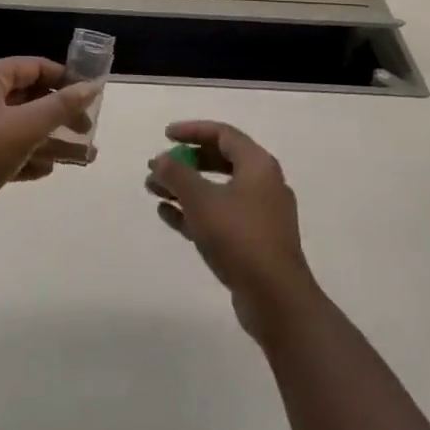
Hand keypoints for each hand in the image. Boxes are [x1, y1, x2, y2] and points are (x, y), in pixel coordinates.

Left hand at [0, 56, 97, 243]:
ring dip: (50, 140)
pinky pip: (7, 150)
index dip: (63, 77)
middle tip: (87, 130)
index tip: (89, 94)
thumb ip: (61, 106)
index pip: (33, 67)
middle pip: (28, 98)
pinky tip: (49, 170)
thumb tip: (92, 86)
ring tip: (83, 157)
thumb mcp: (26, 125)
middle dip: (60, 114)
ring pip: (20, 127)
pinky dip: (28, 157)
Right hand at [146, 121, 318, 338]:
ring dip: (185, 188)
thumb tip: (160, 159)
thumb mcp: (201, 200)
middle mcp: (263, 183)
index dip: (192, 131)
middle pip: (220, 161)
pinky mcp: (254, 242)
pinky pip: (220, 216)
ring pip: (217, 190)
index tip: (165, 136)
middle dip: (185, 162)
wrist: (276, 299)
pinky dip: (195, 211)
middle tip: (158, 166)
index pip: (222, 134)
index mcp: (258, 164)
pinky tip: (167, 215)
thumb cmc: (239, 237)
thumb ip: (177, 174)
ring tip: (153, 191)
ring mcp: (260, 215)